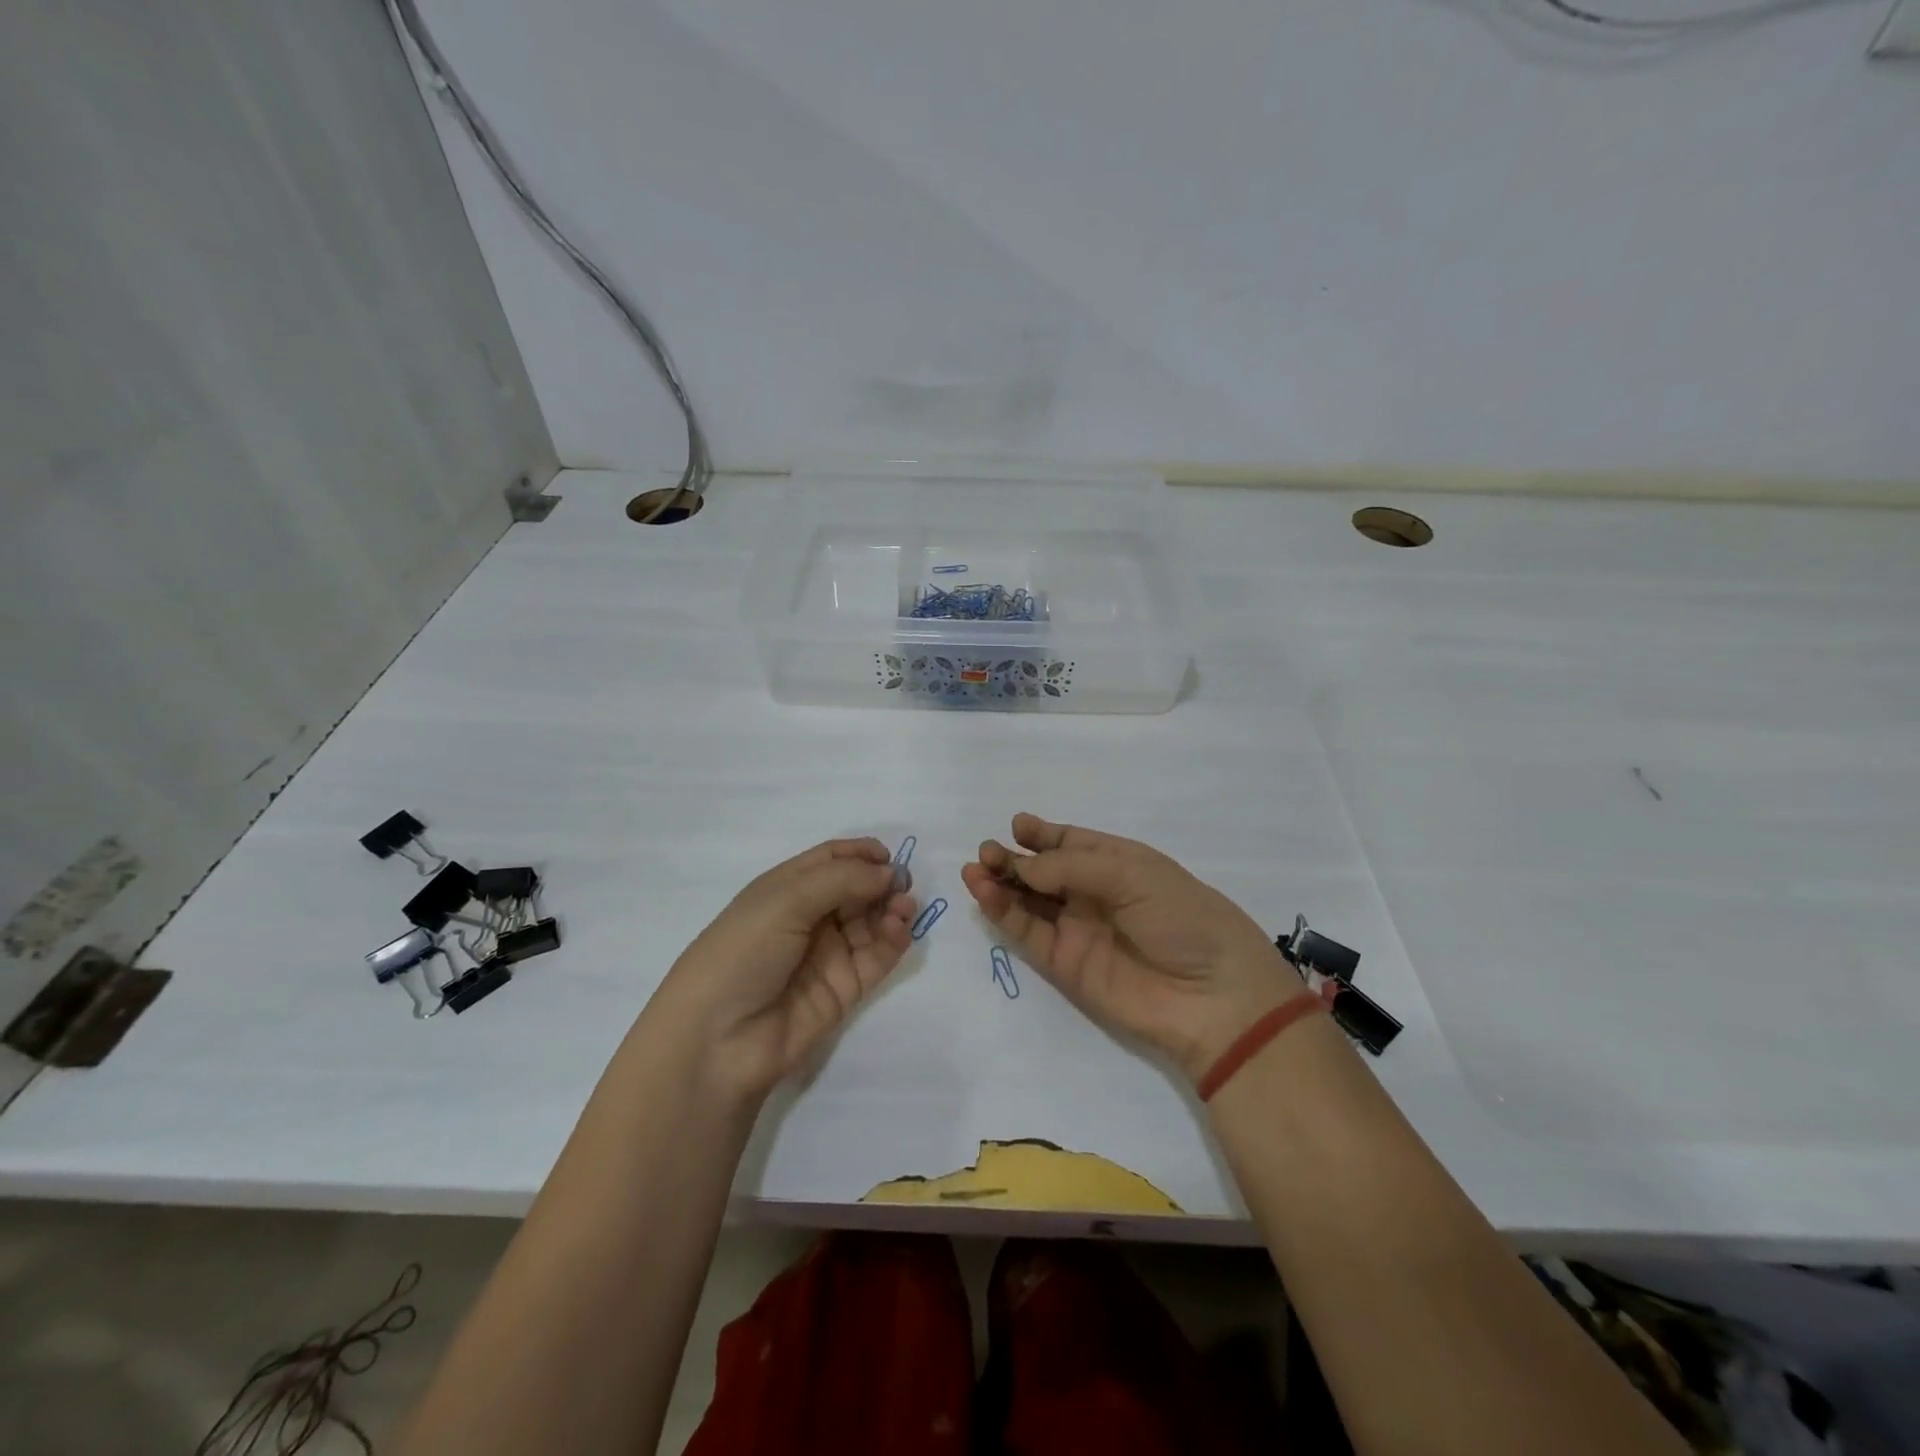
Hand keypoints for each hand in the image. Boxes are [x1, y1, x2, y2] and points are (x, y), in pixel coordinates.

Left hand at [653, 838, 916, 1100]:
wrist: (717, 1040)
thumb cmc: (742, 953)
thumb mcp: (785, 900)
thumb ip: (842, 879)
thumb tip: (890, 872)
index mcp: (786, 890)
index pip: (831, 861)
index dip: (860, 854)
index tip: (888, 856)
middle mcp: (808, 918)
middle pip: (856, 889)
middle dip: (882, 882)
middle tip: (904, 885)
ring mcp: (828, 955)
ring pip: (871, 922)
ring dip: (893, 910)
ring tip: (904, 909)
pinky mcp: (845, 989)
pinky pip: (877, 957)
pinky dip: (894, 941)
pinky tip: (899, 931)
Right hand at [961, 814, 1306, 1083]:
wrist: (1212, 995)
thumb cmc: (1181, 916)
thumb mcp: (1130, 873)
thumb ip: (1070, 867)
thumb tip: (1021, 866)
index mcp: (1118, 863)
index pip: (1071, 843)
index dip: (1043, 834)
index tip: (1018, 825)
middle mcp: (1094, 894)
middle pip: (1043, 871)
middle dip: (1014, 858)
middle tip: (987, 851)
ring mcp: (1077, 930)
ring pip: (1029, 901)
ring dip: (1001, 884)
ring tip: (975, 869)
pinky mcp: (1064, 965)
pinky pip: (1027, 933)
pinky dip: (1004, 914)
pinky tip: (985, 894)